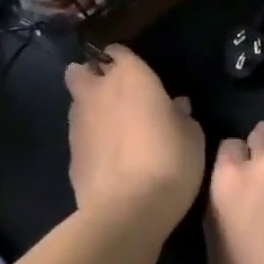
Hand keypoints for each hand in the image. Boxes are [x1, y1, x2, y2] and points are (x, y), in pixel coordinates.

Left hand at [64, 46, 203, 234]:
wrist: (127, 212)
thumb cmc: (168, 161)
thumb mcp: (192, 136)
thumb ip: (181, 116)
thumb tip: (176, 108)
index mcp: (131, 76)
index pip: (117, 52)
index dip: (122, 59)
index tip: (133, 72)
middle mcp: (99, 92)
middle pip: (80, 72)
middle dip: (89, 76)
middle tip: (110, 92)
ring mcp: (79, 124)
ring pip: (76, 104)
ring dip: (88, 109)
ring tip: (109, 127)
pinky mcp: (70, 157)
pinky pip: (78, 137)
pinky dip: (88, 141)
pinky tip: (105, 158)